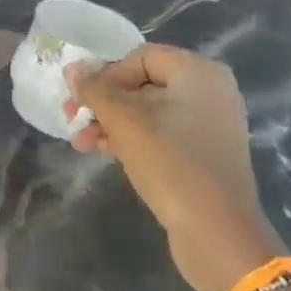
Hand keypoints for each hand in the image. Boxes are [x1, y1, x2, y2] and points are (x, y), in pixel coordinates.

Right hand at [67, 45, 278, 290]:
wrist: (218, 233)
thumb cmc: (171, 164)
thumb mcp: (126, 122)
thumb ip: (96, 90)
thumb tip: (73, 67)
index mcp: (199, 72)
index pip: (141, 57)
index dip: (106, 75)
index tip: (81, 101)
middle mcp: (210, 91)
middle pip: (144, 84)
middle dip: (104, 102)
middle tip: (73, 120)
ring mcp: (211, 125)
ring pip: (150, 112)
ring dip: (112, 123)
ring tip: (83, 144)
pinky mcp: (205, 154)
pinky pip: (163, 134)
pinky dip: (134, 139)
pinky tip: (107, 153)